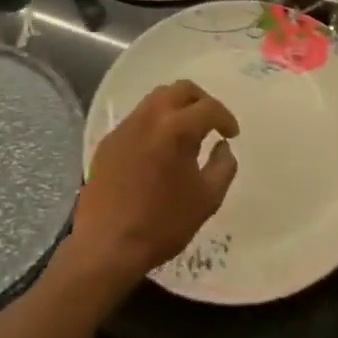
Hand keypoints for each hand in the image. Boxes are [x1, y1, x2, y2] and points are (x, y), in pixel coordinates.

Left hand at [67, 80, 239, 289]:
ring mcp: (126, 126)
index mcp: (176, 128)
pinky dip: (155, 123)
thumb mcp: (207, 199)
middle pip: (181, 89)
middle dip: (201, 101)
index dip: (226, 118)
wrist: (106, 247)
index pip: (209, 108)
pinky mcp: (108, 141)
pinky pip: (138, 119)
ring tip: (185, 132)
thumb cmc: (161, 224)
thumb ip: (223, 166)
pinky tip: (158, 149)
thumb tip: (222, 146)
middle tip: (211, 122)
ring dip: (177, 107)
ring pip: (157, 99)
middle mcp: (150, 117)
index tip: (231, 134)